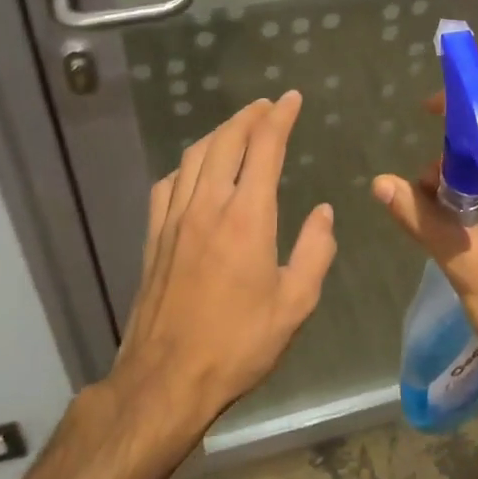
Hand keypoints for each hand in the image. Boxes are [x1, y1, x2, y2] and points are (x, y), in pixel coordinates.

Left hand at [110, 92, 336, 433]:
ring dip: (219, 133)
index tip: (292, 99)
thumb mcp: (295, 303)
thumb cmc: (239, 344)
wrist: (167, 379)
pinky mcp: (154, 237)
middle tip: (267, 105)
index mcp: (247, 217)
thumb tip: (323, 213)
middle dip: (249, 116)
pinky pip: (169, 184)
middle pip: (226, 141)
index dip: (280, 117)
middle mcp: (208, 206)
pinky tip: (195, 171)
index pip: (264, 148)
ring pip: (194, 156)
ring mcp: (175, 219)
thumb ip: (315, 251)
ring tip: (238, 127)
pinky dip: (188, 164)